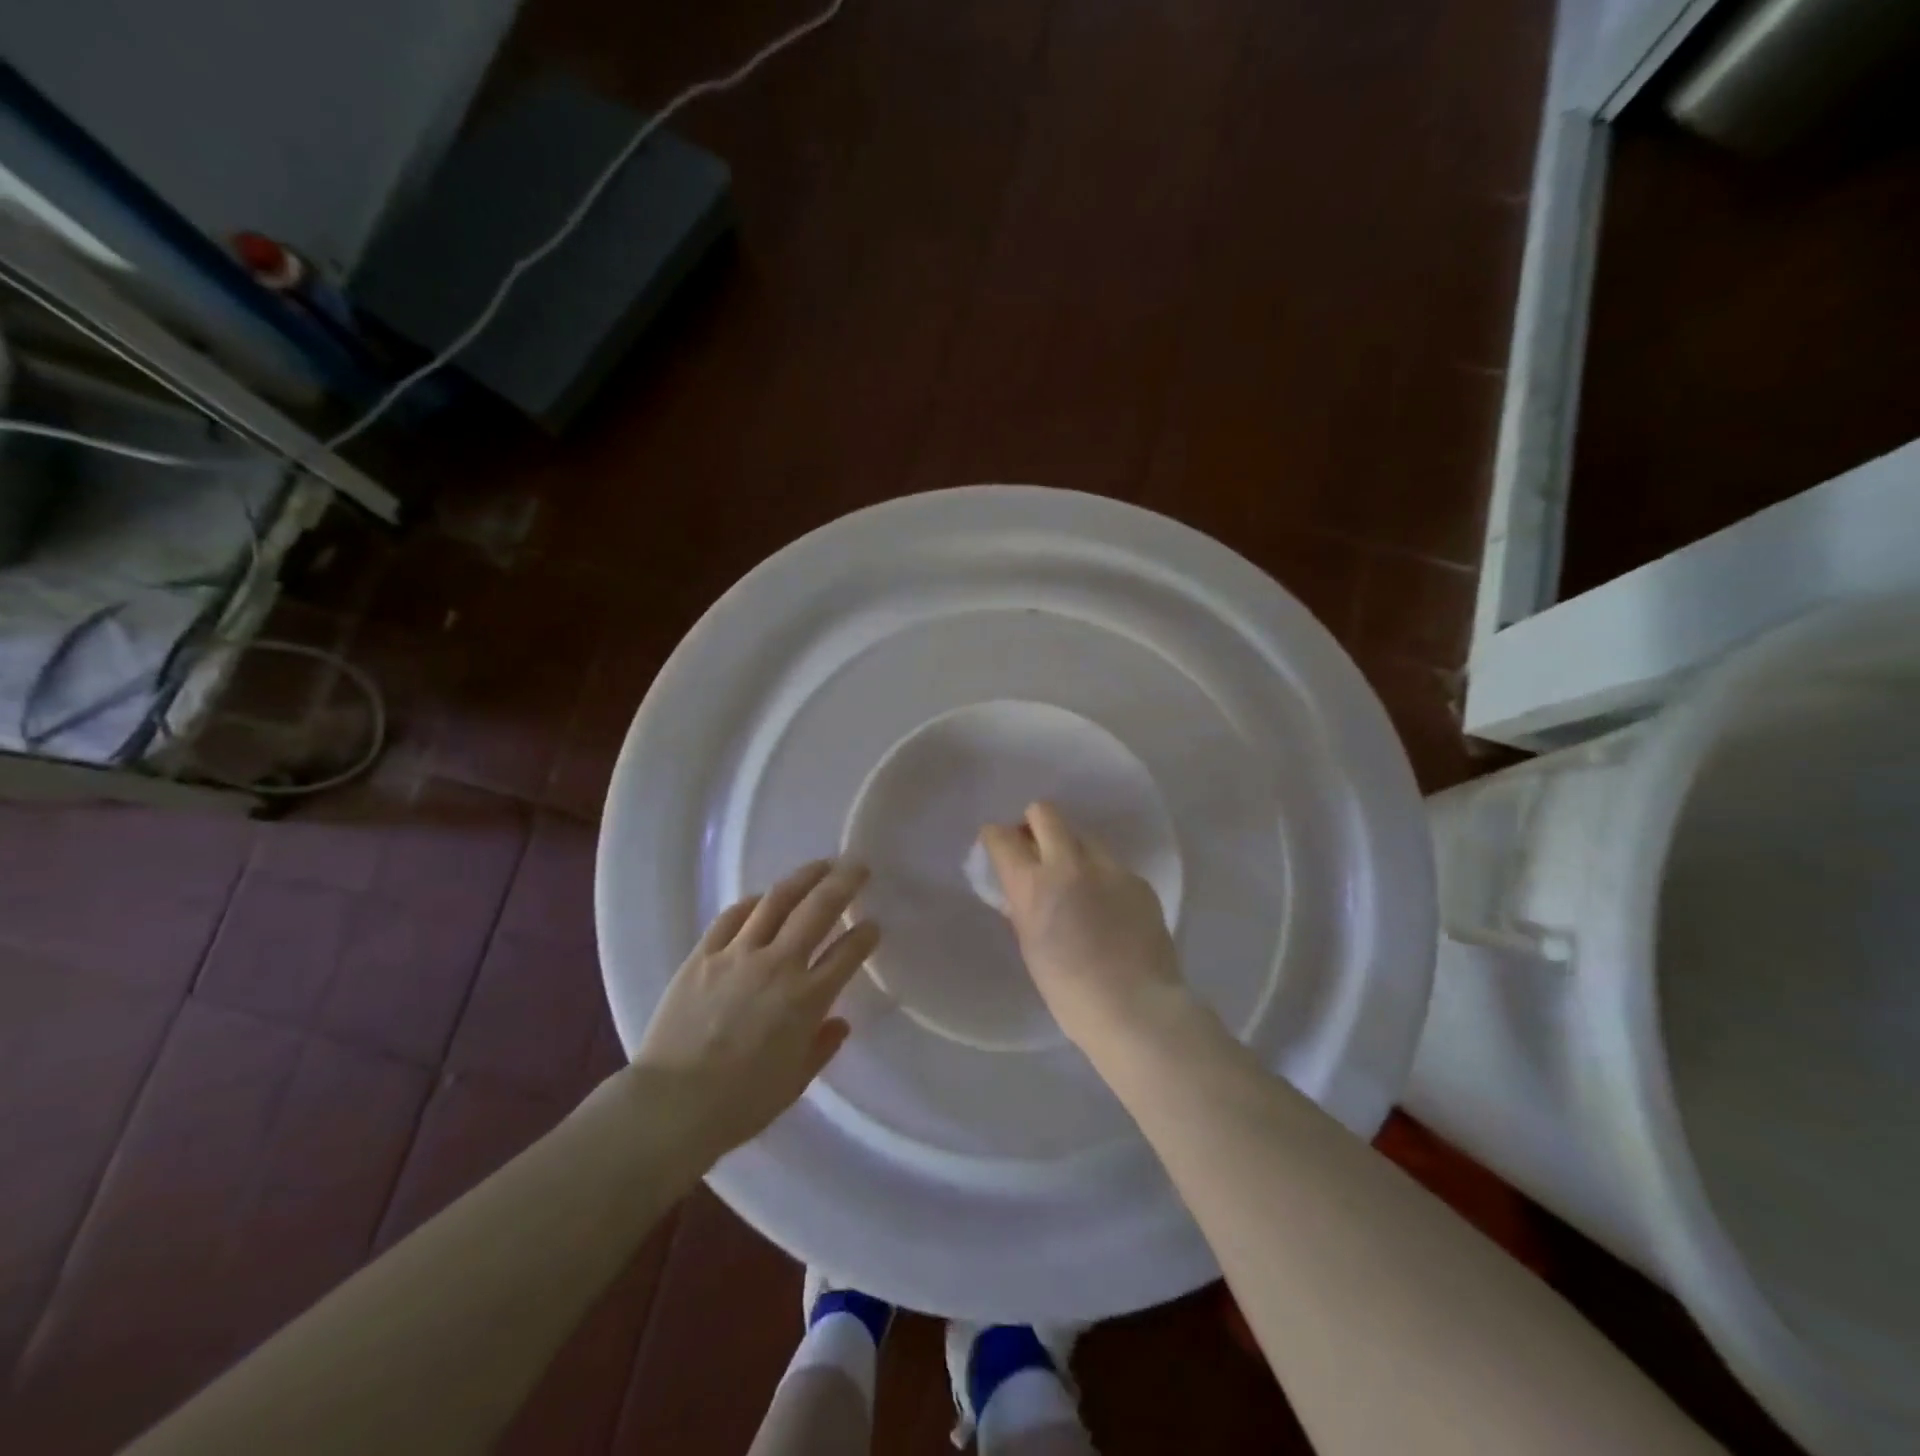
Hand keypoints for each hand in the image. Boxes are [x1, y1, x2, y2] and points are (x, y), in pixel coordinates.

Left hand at [634, 860, 879, 1159]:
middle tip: (858, 867)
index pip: (848, 953)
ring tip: (820, 866)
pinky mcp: (703, 955)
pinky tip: (762, 898)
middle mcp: (778, 965)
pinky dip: (752, 902)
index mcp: (807, 999)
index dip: (866, 935)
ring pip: (777, 901)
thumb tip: (839, 1022)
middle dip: (843, 884)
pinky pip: (732, 917)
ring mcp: (738, 955)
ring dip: (803, 878)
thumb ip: (822, 1047)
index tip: (873, 925)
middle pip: (818, 910)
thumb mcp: (795, 1082)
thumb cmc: (740, 1103)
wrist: (671, 1106)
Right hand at [979, 802, 1188, 1055]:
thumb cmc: (1069, 992)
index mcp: (1033, 885)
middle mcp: (1069, 864)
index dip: (995, 837)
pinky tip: (1108, 910)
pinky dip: (1102, 878)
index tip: (998, 846)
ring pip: (1083, 836)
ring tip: (1077, 884)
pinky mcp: (1137, 880)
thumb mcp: (1030, 947)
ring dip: (1071, 850)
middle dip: (1033, 824)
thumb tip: (1019, 890)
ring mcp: (1109, 869)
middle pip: (1044, 812)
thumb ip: (1022, 908)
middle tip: (1036, 849)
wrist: (1136, 1010)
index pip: (1001, 836)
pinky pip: (1111, 866)